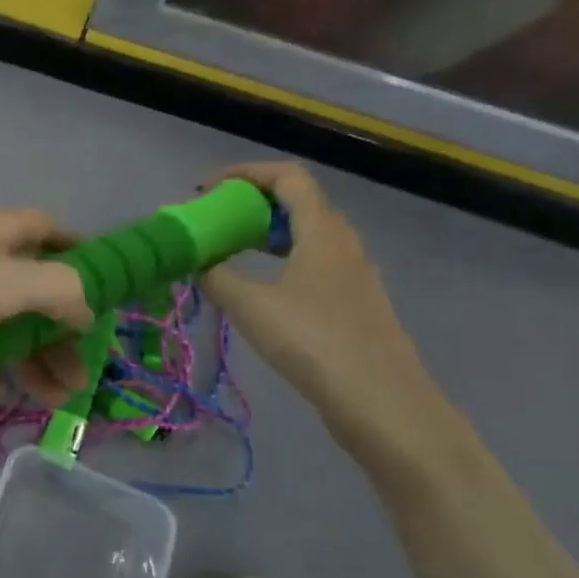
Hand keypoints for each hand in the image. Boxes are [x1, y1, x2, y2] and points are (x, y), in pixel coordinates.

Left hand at [0, 208, 93, 402]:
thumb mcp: (7, 280)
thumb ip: (59, 290)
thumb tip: (87, 311)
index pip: (47, 230)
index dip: (80, 253)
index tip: (107, 290)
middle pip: (29, 288)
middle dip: (58, 330)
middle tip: (82, 377)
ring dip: (27, 356)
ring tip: (52, 399)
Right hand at [201, 162, 465, 471]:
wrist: (383, 405)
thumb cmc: (314, 343)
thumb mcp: (251, 306)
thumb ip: (217, 276)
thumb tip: (195, 261)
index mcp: (323, 231)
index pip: (287, 176)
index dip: (244, 173)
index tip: (208, 190)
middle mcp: (344, 243)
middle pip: (298, 203)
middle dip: (252, 204)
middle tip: (216, 221)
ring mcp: (355, 275)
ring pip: (308, 236)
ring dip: (268, 235)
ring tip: (233, 252)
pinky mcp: (356, 305)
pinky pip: (315, 264)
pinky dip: (284, 262)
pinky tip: (263, 291)